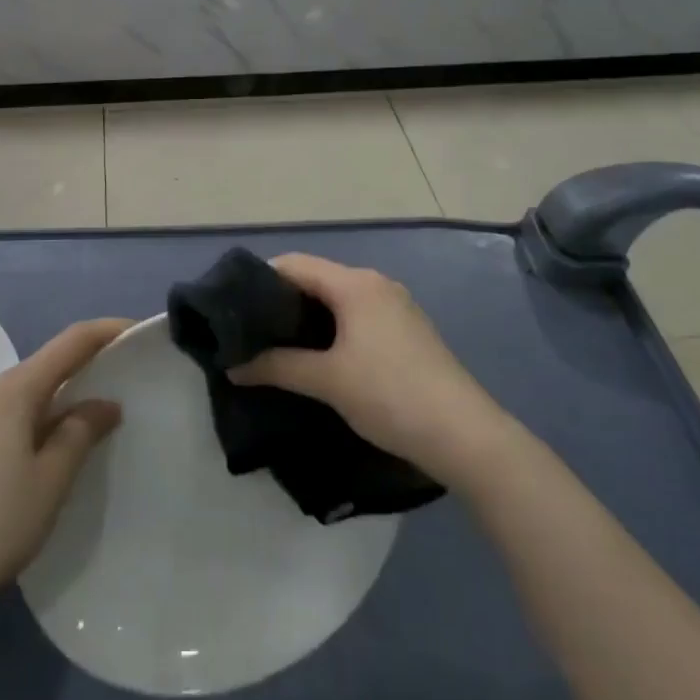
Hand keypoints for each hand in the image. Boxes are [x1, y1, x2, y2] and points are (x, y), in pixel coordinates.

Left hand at [0, 318, 130, 619]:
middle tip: (126, 380)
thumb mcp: (51, 480)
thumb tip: (105, 404)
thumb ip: (81, 432)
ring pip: (30, 389)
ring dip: (64, 395)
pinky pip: (13, 410)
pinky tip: (55, 443)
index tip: (138, 332)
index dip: (107, 331)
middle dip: (88, 365)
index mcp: (14, 388)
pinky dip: (41, 415)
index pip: (71, 342)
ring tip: (97, 416)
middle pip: (48, 363)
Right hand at [229, 254, 502, 488]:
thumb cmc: (390, 395)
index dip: (261, 279)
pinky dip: (333, 327)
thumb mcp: (328, 381)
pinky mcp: (407, 330)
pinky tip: (320, 356)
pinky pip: (357, 314)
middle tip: (251, 329)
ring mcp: (395, 305)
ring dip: (308, 316)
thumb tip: (233, 367)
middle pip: (316, 278)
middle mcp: (375, 283)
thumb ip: (277, 367)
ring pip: (338, 298)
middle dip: (282, 300)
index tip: (234, 306)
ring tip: (278, 345)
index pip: (295, 264)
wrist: (465, 435)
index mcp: (355, 283)